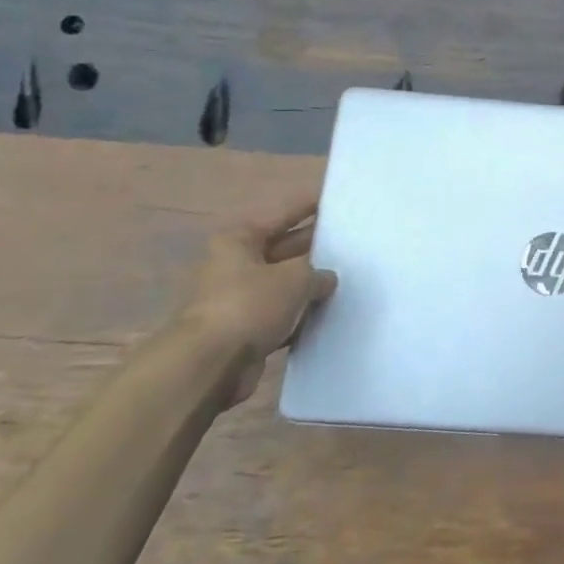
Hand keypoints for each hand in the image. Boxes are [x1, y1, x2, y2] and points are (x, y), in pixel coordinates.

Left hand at [174, 194, 337, 406]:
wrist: (210, 364)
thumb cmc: (249, 305)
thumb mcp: (294, 278)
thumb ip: (317, 273)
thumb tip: (326, 279)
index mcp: (240, 240)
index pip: (282, 214)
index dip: (309, 206)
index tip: (334, 199)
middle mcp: (236, 265)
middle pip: (284, 248)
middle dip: (315, 247)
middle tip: (352, 241)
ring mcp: (240, 298)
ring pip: (285, 284)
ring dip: (310, 284)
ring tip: (349, 276)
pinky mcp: (246, 329)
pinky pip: (282, 314)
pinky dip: (302, 313)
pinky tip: (331, 312)